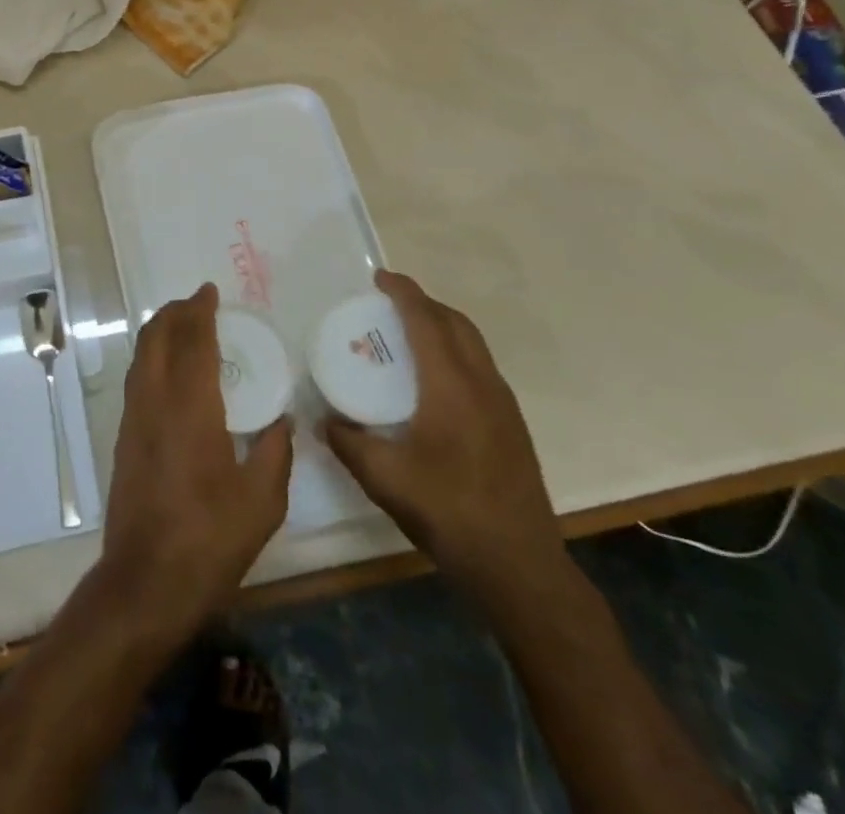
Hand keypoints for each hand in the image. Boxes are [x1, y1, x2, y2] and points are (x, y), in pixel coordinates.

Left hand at [99, 283, 292, 638]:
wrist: (145, 581)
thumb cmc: (209, 540)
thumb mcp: (262, 501)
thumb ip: (275, 452)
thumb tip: (281, 419)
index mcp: (190, 407)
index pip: (192, 340)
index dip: (199, 310)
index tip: (210, 292)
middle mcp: (154, 401)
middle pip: (156, 337)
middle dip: (175, 312)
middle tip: (199, 303)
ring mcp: (133, 418)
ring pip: (141, 355)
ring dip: (160, 331)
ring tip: (184, 327)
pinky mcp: (123, 437)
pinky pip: (137, 377)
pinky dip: (153, 356)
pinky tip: (172, 371)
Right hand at [323, 270, 564, 597]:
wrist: (520, 567)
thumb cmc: (449, 513)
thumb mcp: (384, 478)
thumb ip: (348, 442)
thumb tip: (324, 420)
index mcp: (452, 386)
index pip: (426, 320)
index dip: (403, 292)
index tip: (379, 278)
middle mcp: (482, 383)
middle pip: (456, 323)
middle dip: (424, 303)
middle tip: (390, 303)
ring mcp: (503, 404)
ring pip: (473, 344)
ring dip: (443, 326)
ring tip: (409, 333)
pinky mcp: (511, 425)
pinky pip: (480, 366)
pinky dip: (455, 351)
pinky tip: (434, 380)